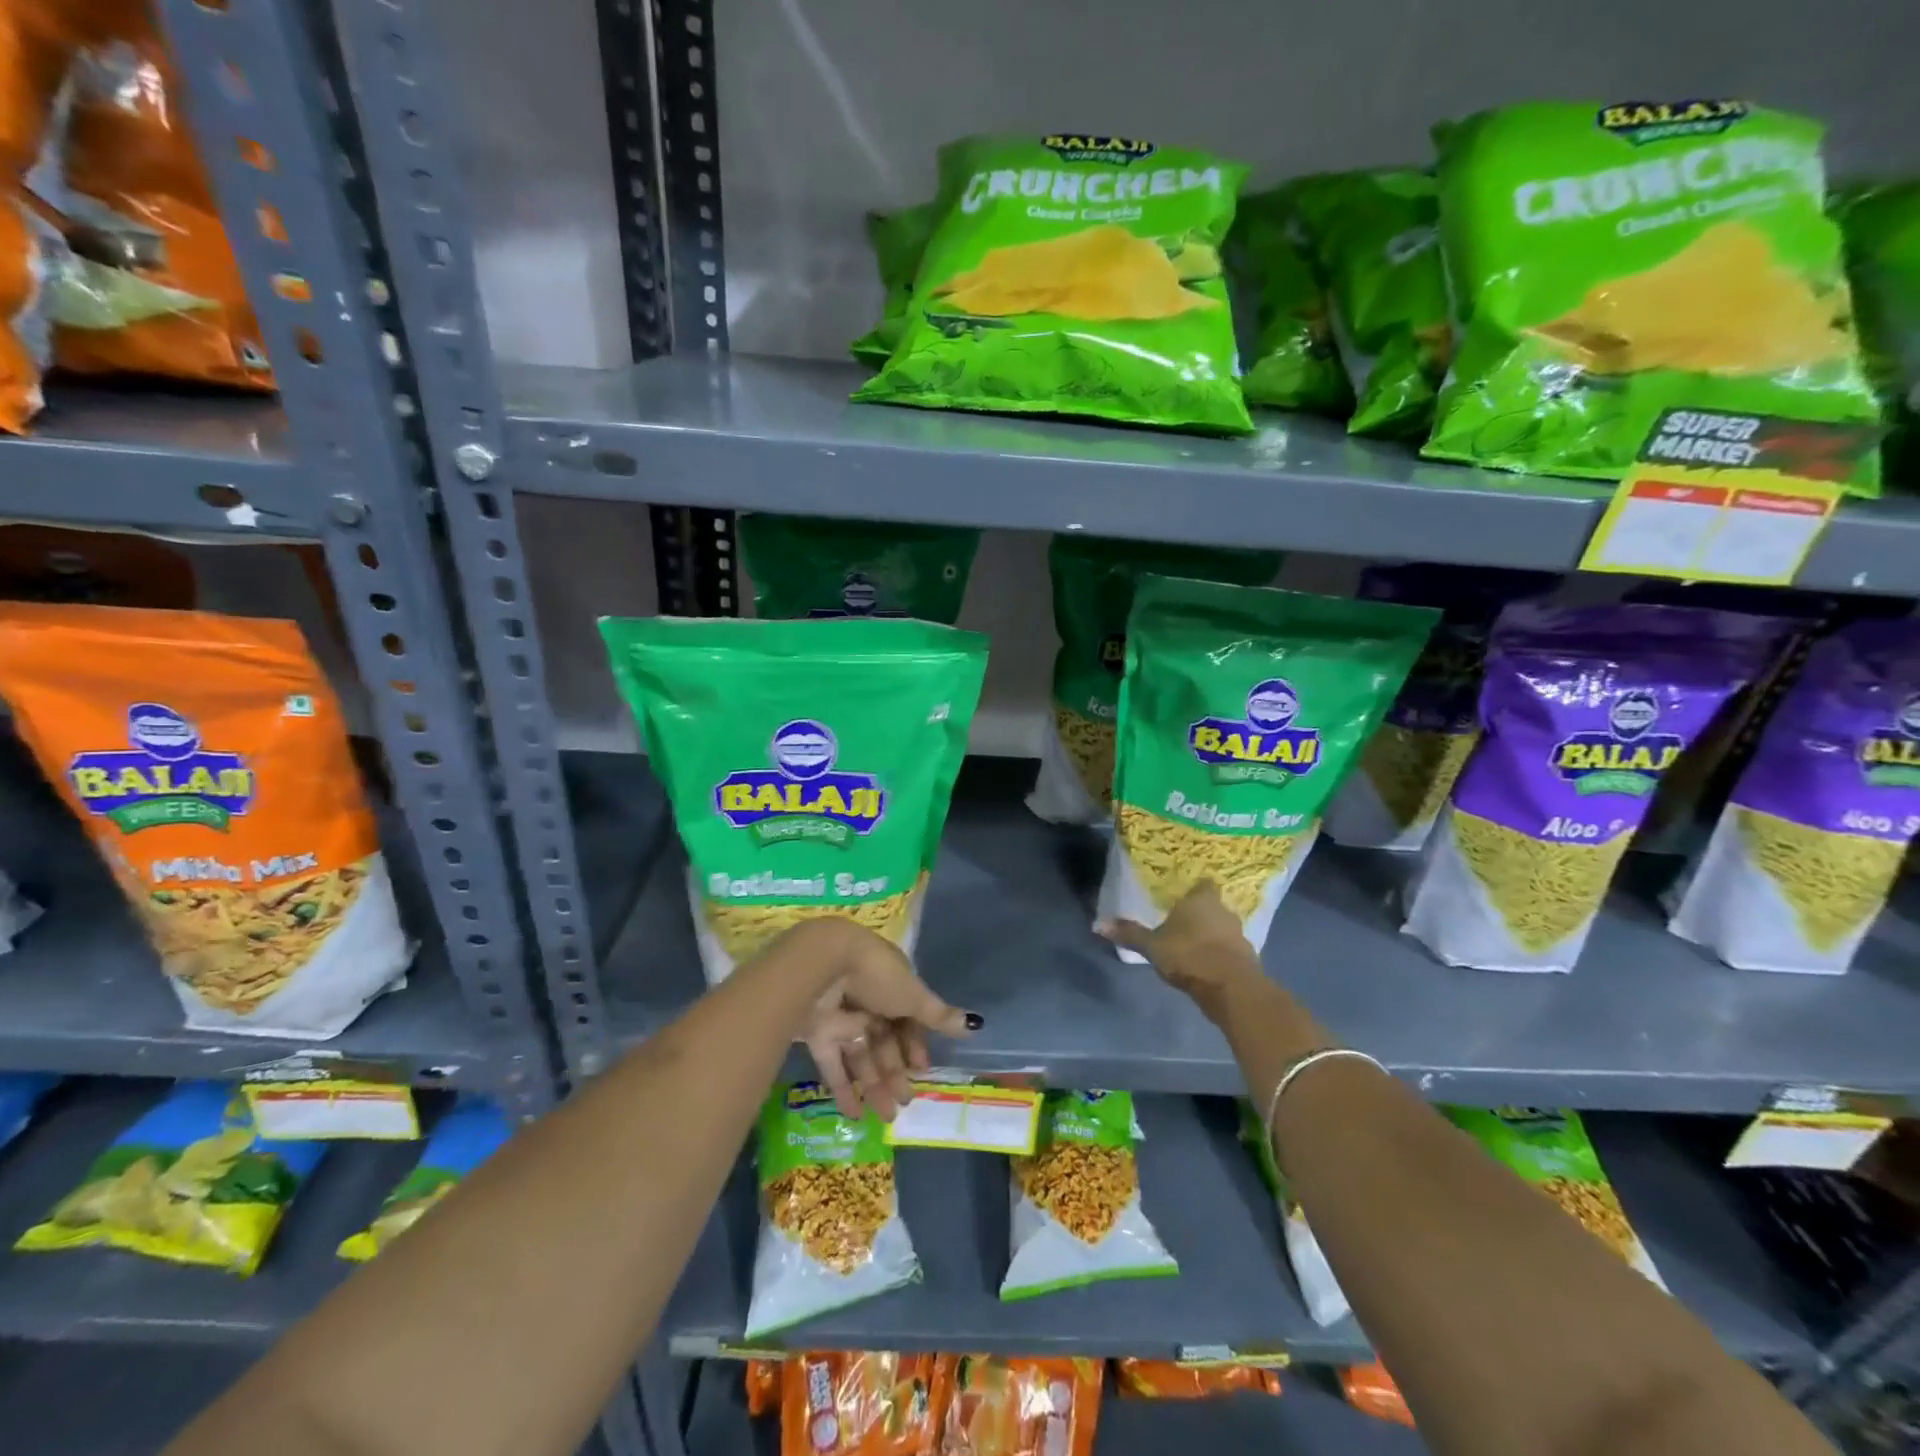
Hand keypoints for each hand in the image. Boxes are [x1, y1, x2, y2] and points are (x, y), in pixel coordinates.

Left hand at [783, 920, 977, 1120]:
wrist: (823, 965)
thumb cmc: (877, 975)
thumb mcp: (913, 995)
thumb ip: (939, 1015)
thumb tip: (975, 1025)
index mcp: (892, 985)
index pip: (907, 1019)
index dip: (915, 1045)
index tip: (922, 1069)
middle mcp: (867, 1000)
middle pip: (884, 1041)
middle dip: (895, 1072)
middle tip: (904, 1103)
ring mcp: (841, 1017)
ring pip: (861, 1056)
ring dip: (874, 1085)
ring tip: (885, 1116)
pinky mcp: (818, 1033)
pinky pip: (833, 1064)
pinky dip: (843, 1089)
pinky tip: (854, 1114)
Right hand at [1097, 881, 1264, 1017]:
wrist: (1230, 987)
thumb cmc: (1188, 955)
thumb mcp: (1151, 946)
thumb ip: (1129, 933)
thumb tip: (1098, 924)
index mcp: (1201, 899)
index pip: (1203, 884)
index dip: (1194, 890)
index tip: (1183, 898)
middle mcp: (1223, 911)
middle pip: (1212, 906)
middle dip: (1200, 915)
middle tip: (1182, 923)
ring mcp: (1239, 934)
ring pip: (1223, 929)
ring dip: (1212, 936)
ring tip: (1192, 947)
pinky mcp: (1248, 958)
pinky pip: (1230, 950)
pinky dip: (1220, 955)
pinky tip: (1206, 966)